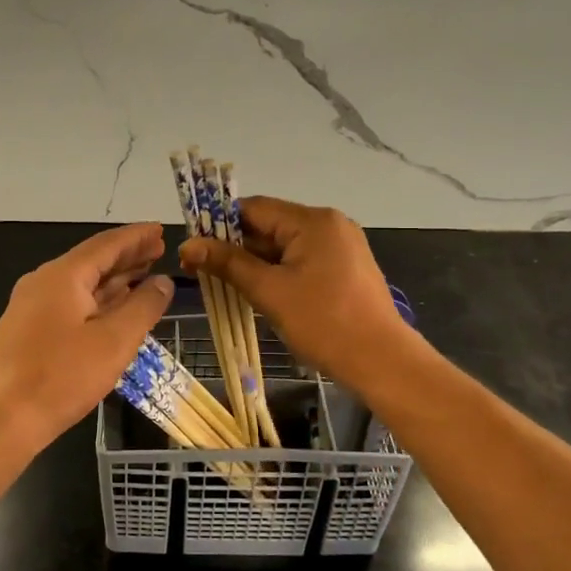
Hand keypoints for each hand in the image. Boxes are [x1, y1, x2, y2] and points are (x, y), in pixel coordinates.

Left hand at [0, 224, 173, 456]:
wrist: (1, 421)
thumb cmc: (61, 377)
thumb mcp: (114, 341)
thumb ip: (143, 307)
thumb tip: (163, 281)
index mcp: (62, 275)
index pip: (106, 244)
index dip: (136, 237)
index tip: (161, 229)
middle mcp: (44, 282)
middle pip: (92, 261)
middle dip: (127, 256)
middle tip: (159, 250)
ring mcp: (32, 307)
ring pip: (81, 284)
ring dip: (113, 279)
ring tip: (144, 275)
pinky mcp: (28, 332)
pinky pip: (70, 304)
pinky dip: (97, 300)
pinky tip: (114, 309)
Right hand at [180, 197, 414, 391]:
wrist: (382, 361)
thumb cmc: (323, 322)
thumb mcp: (269, 291)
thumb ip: (228, 264)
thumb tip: (188, 244)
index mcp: (312, 220)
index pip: (254, 208)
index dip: (219, 224)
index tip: (194, 246)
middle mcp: (329, 224)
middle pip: (270, 225)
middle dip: (236, 247)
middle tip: (202, 271)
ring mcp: (341, 246)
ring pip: (285, 246)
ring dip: (256, 263)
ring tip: (225, 285)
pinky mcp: (346, 268)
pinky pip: (302, 260)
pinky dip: (279, 272)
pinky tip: (260, 292)